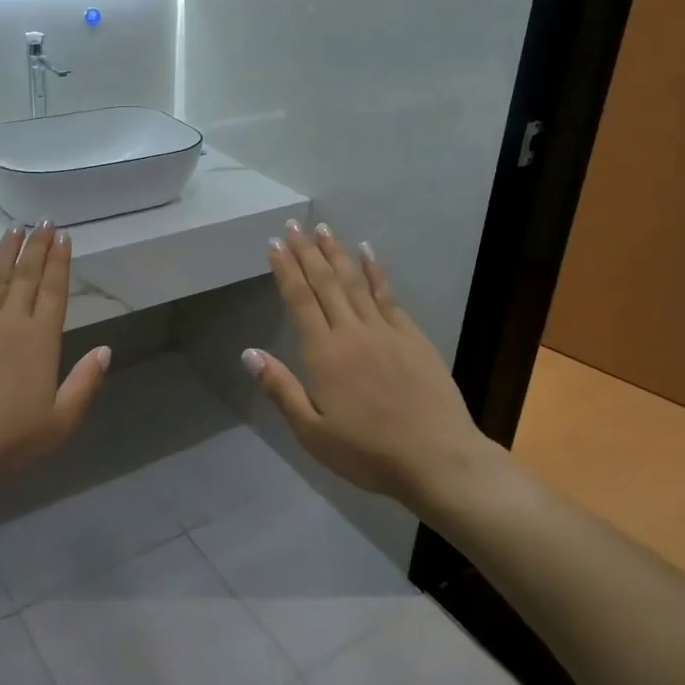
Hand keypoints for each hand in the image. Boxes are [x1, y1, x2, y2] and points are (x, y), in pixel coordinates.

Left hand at [0, 224, 110, 486]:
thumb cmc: (6, 441)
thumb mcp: (59, 421)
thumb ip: (84, 383)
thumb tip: (105, 350)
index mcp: (40, 341)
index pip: (54, 291)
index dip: (60, 262)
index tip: (64, 237)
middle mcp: (9, 321)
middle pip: (27, 276)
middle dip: (37, 246)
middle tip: (44, 222)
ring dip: (8, 249)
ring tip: (17, 227)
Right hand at [245, 221, 493, 504]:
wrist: (436, 458)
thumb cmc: (367, 452)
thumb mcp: (312, 432)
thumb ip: (281, 388)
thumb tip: (248, 352)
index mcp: (324, 354)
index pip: (300, 300)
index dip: (285, 270)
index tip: (274, 244)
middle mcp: (352, 332)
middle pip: (325, 283)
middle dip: (307, 252)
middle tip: (293, 226)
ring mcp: (386, 331)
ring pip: (355, 282)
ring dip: (337, 253)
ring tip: (323, 229)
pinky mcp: (412, 336)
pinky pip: (389, 295)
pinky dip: (376, 271)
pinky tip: (368, 253)